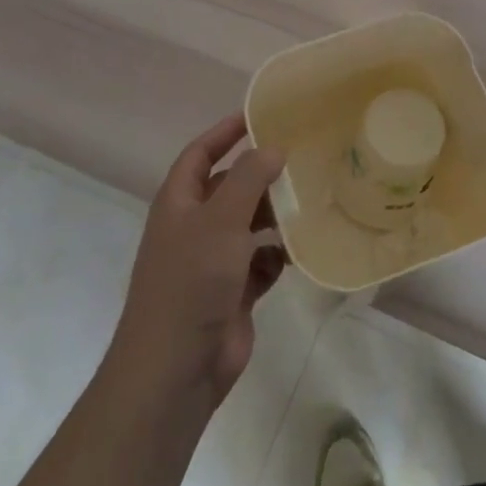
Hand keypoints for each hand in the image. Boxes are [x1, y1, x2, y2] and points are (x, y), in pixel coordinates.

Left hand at [109, 114, 287, 410]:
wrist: (175, 370)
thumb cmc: (191, 282)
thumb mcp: (221, 220)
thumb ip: (248, 178)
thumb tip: (273, 148)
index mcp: (179, 203)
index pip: (200, 154)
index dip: (225, 132)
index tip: (259, 115)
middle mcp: (194, 228)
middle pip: (229, 188)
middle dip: (260, 175)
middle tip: (301, 158)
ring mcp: (212, 263)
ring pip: (249, 225)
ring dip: (274, 215)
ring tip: (310, 200)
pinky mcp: (233, 293)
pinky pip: (261, 263)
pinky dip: (278, 256)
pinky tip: (299, 252)